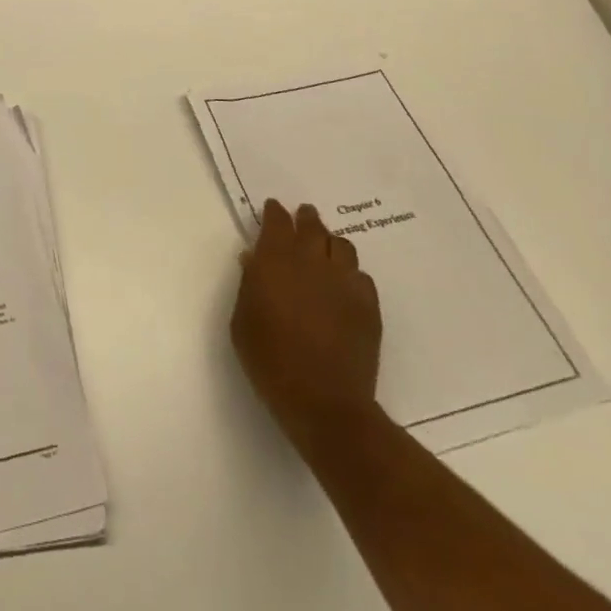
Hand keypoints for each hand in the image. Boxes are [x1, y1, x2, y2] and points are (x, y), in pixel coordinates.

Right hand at [230, 198, 383, 462]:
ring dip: (330, 242)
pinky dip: (350, 273)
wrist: (323, 401)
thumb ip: (249, 284)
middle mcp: (312, 261)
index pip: (277, 221)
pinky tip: (344, 286)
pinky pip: (361, 276)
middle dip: (305, 219)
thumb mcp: (242, 320)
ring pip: (341, 245)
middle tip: (303, 218)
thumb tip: (254, 259)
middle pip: (312, 226)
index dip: (275, 213)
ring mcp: (344, 282)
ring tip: (324, 250)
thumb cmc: (269, 359)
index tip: (272, 209)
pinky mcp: (369, 305)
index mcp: (276, 260)